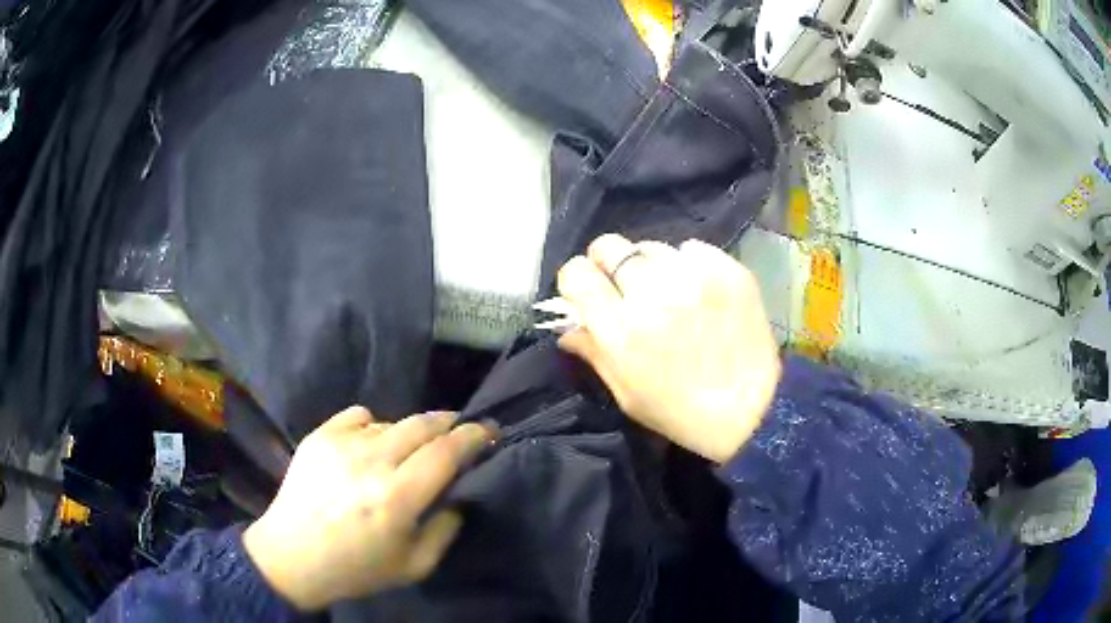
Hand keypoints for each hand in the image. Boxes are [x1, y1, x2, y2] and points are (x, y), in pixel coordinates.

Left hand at [243, 408, 494, 610]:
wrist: (291, 557)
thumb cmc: (356, 569)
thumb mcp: (415, 566)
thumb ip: (446, 529)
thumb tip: (458, 495)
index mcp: (397, 497)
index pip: (447, 451)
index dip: (473, 437)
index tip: (489, 431)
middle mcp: (371, 462)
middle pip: (423, 424)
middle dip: (449, 423)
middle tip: (459, 431)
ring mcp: (341, 443)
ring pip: (392, 421)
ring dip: (410, 432)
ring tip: (408, 452)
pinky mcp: (319, 436)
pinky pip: (359, 415)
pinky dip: (374, 426)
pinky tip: (370, 446)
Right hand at [557, 234, 780, 463]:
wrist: (752, 411)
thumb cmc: (681, 412)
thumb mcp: (627, 394)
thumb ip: (593, 353)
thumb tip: (567, 328)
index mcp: (621, 329)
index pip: (576, 273)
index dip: (577, 281)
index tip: (588, 293)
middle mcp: (653, 293)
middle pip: (609, 245)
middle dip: (607, 264)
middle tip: (624, 287)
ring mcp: (695, 277)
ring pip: (650, 245)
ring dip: (649, 266)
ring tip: (667, 291)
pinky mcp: (728, 270)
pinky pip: (691, 248)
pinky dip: (687, 265)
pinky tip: (698, 290)